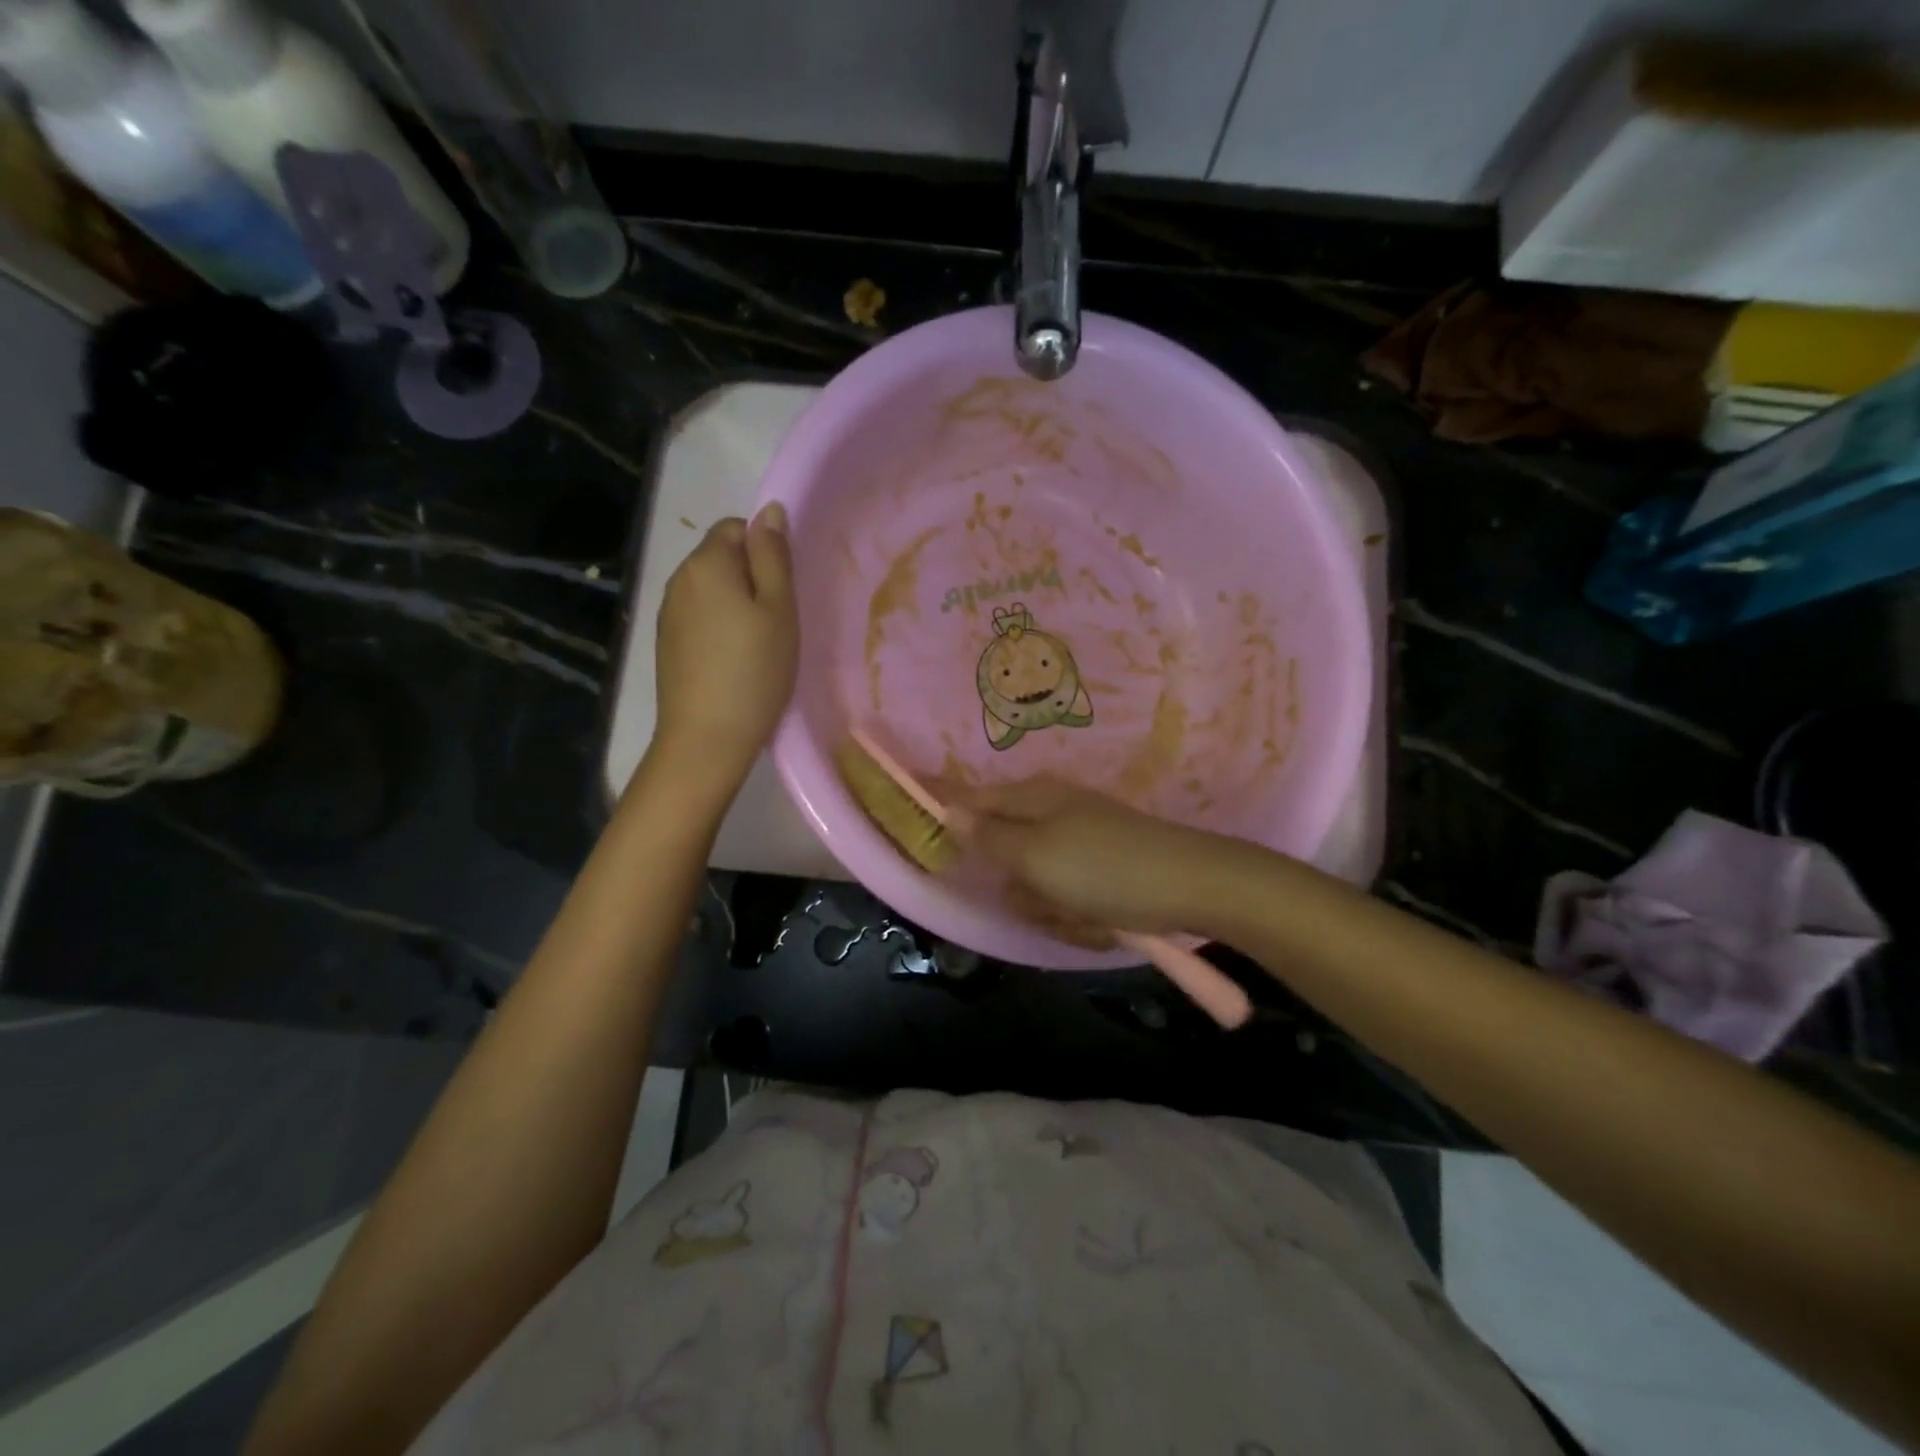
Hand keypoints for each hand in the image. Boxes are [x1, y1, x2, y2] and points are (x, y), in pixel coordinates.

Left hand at [652, 505, 797, 783]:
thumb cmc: (754, 670)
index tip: (783, 589)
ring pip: (710, 588)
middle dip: (750, 575)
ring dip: (734, 602)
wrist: (707, 737)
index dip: (764, 550)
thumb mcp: (778, 609)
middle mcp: (679, 579)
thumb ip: (773, 556)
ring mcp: (667, 612)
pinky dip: (718, 625)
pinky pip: (698, 616)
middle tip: (777, 618)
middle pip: (720, 556)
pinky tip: (734, 659)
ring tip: (758, 642)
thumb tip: (769, 510)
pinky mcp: (666, 642)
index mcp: (706, 562)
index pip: (736, 527)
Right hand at [955, 777, 1226, 945]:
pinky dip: (1081, 916)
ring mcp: (1079, 844)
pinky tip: (1105, 921)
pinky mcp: (1103, 872)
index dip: (942, 805)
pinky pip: (1070, 900)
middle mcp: (1051, 814)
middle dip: (1022, 889)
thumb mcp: (1035, 854)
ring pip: (1037, 887)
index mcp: (1031, 799)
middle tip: (1044, 899)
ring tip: (1085, 914)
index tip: (910, 808)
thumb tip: (947, 809)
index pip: (971, 798)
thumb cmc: (1103, 867)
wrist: (1192, 886)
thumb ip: (987, 835)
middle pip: (1006, 858)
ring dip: (1054, 910)